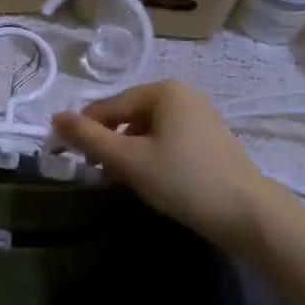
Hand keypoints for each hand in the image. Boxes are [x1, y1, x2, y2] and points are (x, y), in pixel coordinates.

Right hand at [53, 81, 279, 256]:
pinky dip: (153, 156)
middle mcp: (182, 94)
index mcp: (162, 90)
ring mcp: (200, 116)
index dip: (86, 131)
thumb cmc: (184, 180)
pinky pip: (169, 140)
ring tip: (123, 181)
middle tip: (98, 175)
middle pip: (129, 115)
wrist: (250, 215)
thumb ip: (89, 138)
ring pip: (149, 130)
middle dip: (110, 143)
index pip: (109, 106)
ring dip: (130, 152)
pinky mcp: (211, 139)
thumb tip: (55, 119)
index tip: (72, 160)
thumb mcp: (129, 160)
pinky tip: (152, 181)